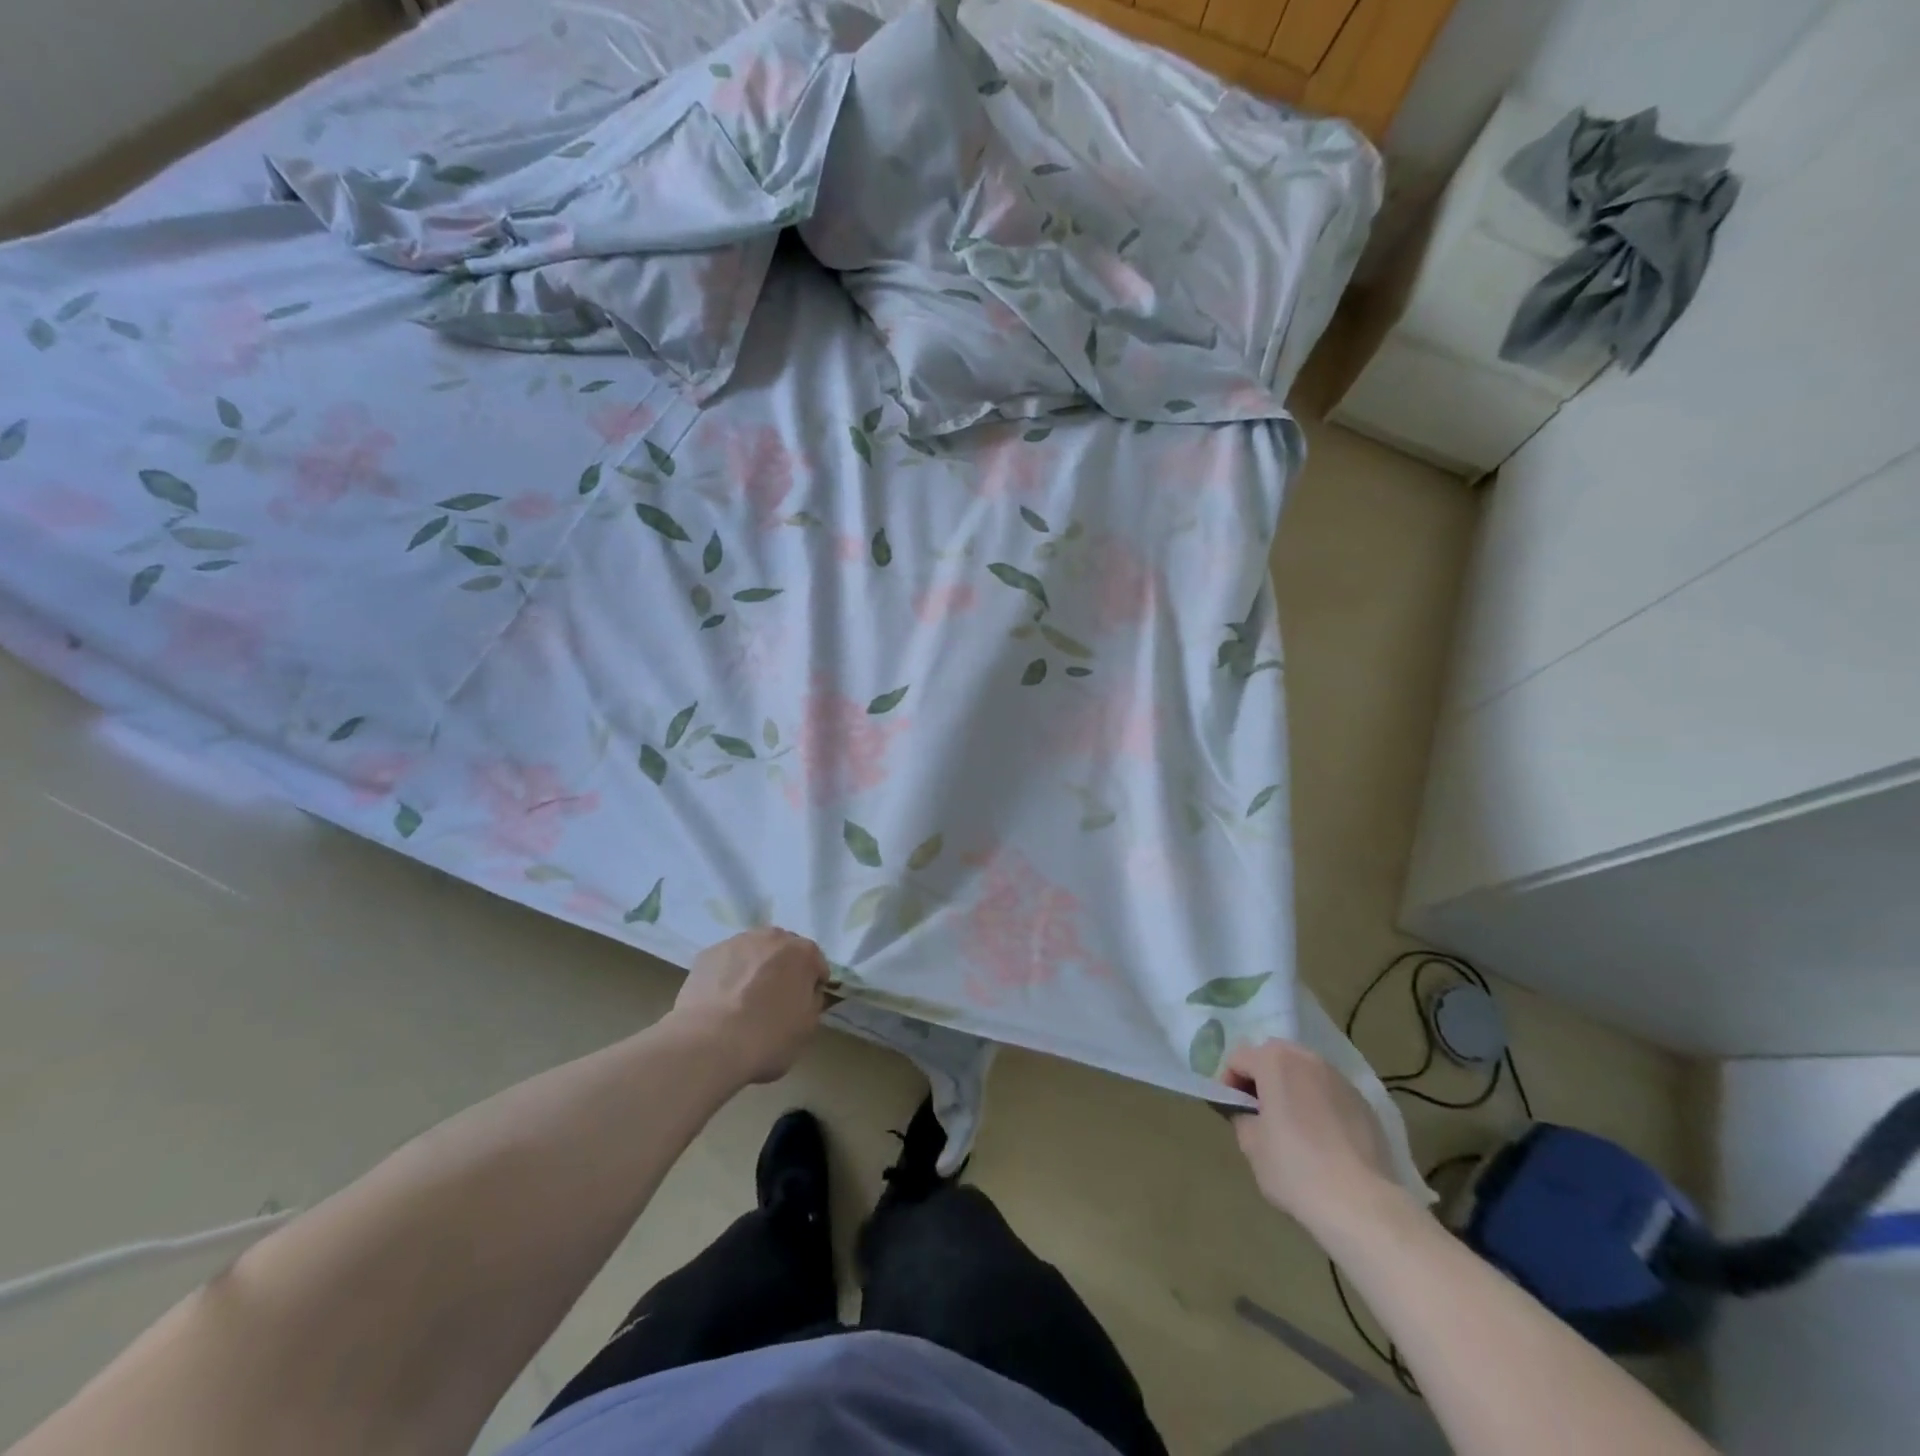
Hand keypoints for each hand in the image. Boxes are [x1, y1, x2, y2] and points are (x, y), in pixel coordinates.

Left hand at [671, 928, 829, 1085]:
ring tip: (743, 999)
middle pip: (784, 951)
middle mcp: (772, 937)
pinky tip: (721, 1000)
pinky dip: (728, 975)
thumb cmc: (767, 1037)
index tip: (804, 1004)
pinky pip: (726, 962)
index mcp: (802, 953)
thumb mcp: (807, 1028)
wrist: (709, 1044)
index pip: (816, 964)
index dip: (812, 984)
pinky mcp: (707, 954)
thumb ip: (813, 1002)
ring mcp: (737, 942)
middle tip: (774, 999)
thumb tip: (806, 993)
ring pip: (753, 952)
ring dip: (754, 968)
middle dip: (783, 969)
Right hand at [1222, 1040, 1406, 1234]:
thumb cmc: (1295, 1169)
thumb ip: (1242, 1116)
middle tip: (1260, 1112)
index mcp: (1274, 1061)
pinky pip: (1330, 1093)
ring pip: (1305, 1072)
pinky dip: (1319, 1104)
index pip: (1238, 1058)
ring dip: (1292, 1087)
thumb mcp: (1250, 1145)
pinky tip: (1323, 1138)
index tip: (1233, 1110)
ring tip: (1293, 1124)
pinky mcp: (1364, 1103)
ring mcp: (1340, 1079)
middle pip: (1274, 1056)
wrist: (1362, 1204)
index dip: (1229, 1082)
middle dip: (1262, 1077)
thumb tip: (1249, 1111)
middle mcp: (1307, 1059)